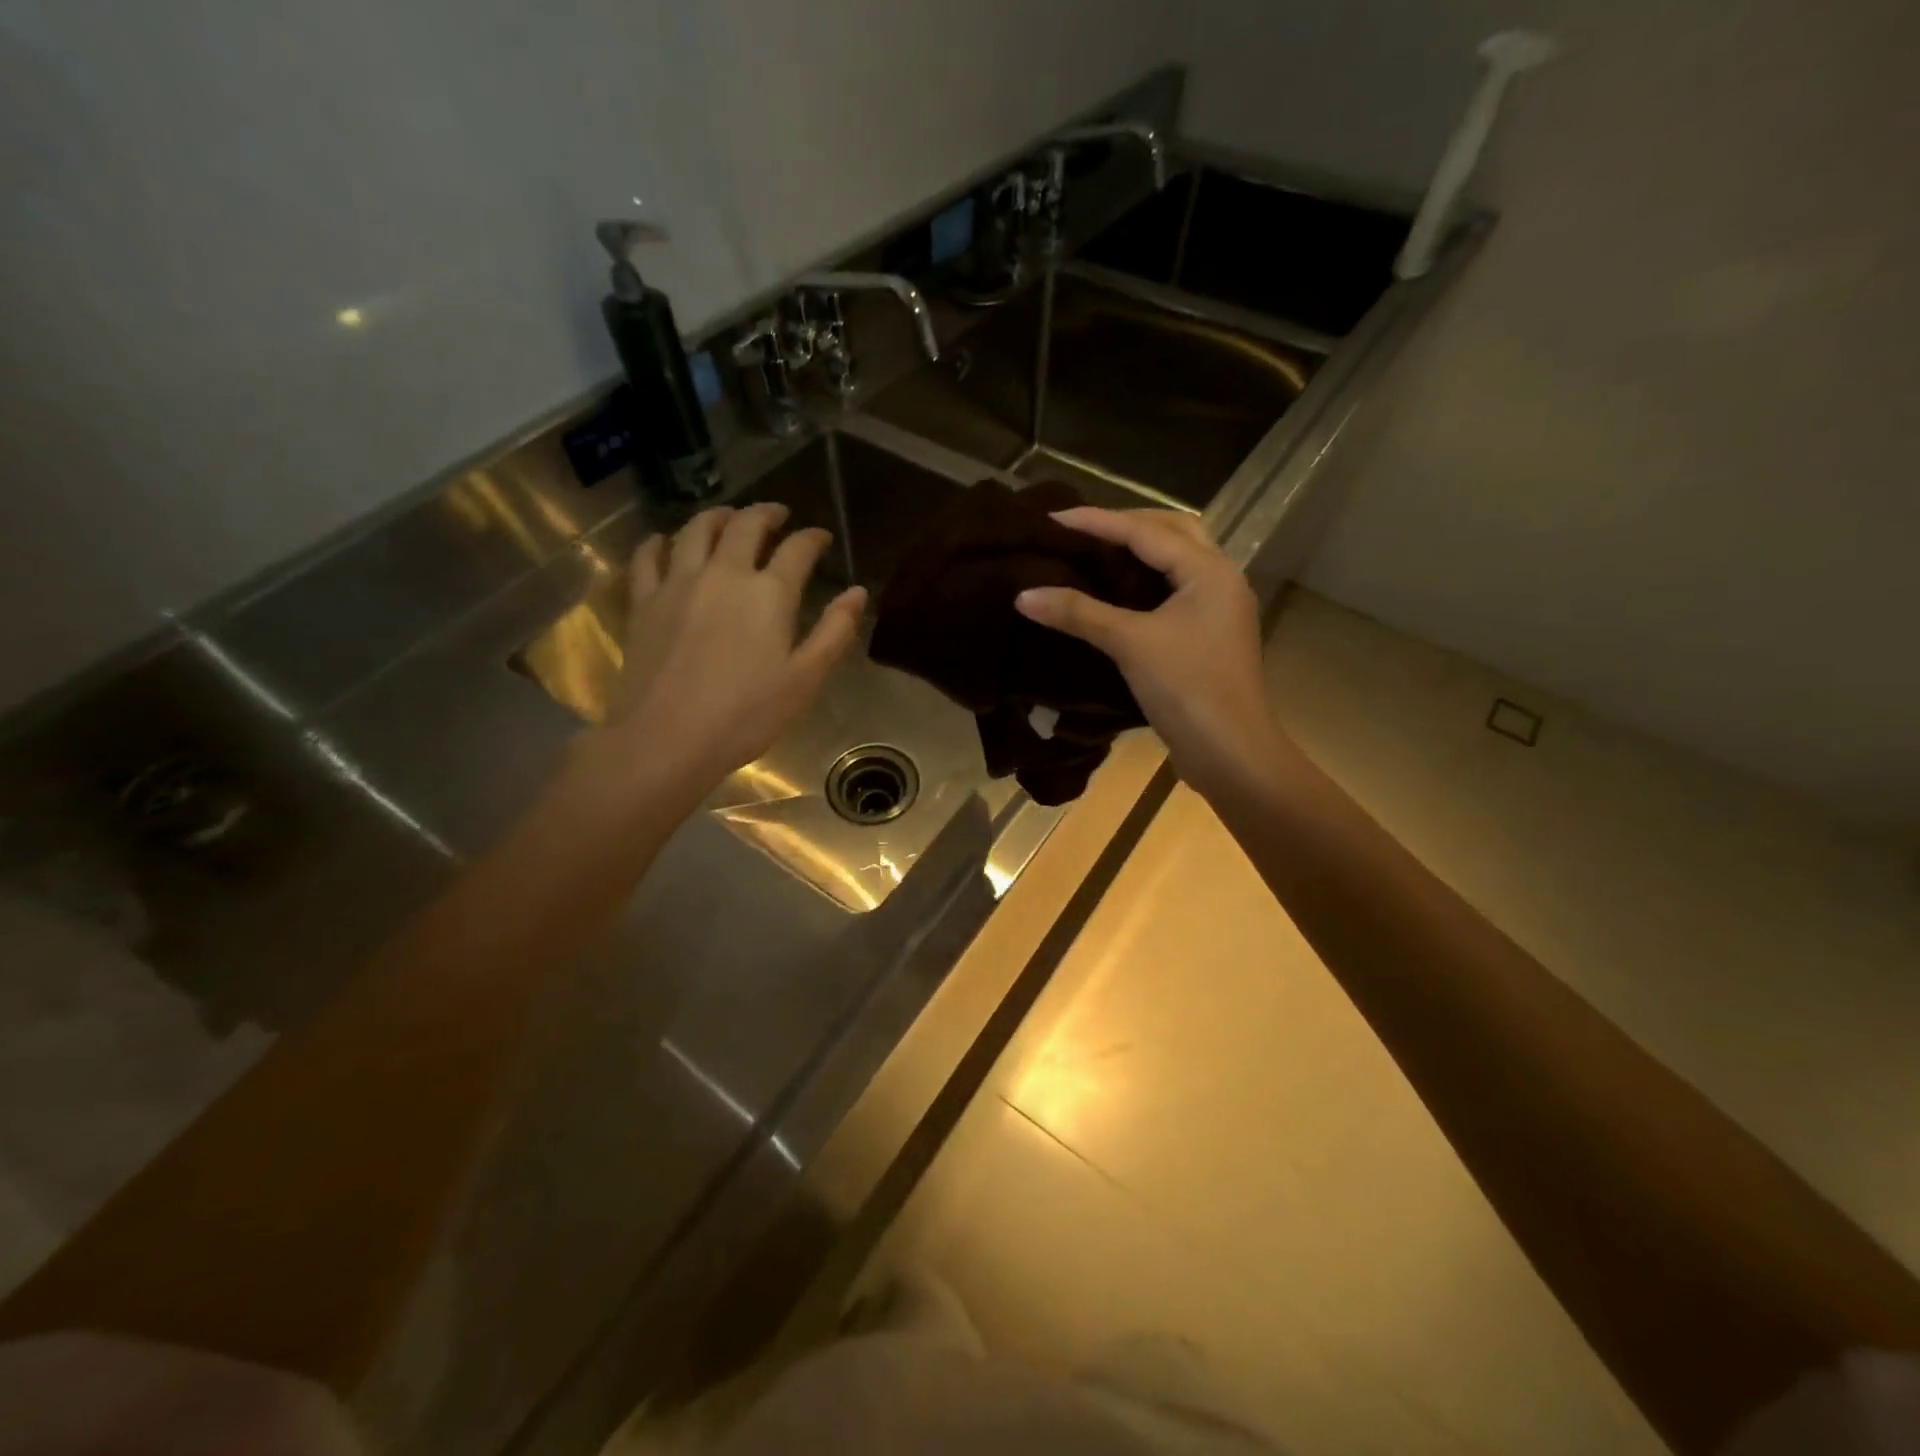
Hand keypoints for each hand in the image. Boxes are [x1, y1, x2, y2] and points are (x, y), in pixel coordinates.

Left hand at [592, 502, 865, 804]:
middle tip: (778, 515)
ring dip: (717, 516)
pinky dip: (659, 542)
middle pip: (745, 526)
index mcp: (769, 593)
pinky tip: (665, 542)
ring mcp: (678, 583)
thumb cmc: (746, 715)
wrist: (668, 738)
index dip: (813, 538)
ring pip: (696, 529)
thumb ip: (834, 632)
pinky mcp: (644, 601)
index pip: (797, 550)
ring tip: (728, 518)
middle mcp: (724, 574)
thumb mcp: (804, 679)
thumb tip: (858, 592)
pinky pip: (647, 556)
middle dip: (766, 514)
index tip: (821, 538)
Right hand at [1014, 508, 1284, 799]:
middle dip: (1127, 524)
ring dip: (1141, 550)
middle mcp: (1220, 578)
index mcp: (1208, 570)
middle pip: (1172, 531)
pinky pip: (1176, 589)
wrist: (1231, 751)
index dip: (1098, 521)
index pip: (1146, 531)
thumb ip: (1079, 613)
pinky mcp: (1210, 634)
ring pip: (1178, 560)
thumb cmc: (1187, 688)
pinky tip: (1119, 591)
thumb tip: (1023, 595)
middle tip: (1082, 530)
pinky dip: (1147, 580)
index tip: (1054, 517)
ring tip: (1096, 552)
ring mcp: (1219, 608)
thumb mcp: (1130, 643)